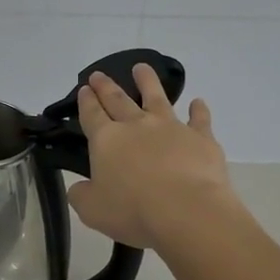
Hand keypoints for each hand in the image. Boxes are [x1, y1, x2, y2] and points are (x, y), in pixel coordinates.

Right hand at [67, 64, 237, 250]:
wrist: (188, 212)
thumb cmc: (133, 211)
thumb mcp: (92, 210)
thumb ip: (81, 195)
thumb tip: (78, 188)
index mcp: (106, 140)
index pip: (92, 114)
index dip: (86, 101)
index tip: (84, 89)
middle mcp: (136, 125)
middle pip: (118, 99)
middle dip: (106, 86)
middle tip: (99, 74)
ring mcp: (171, 128)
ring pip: (156, 97)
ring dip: (147, 81)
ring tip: (142, 68)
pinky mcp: (200, 138)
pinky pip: (199, 119)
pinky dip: (198, 110)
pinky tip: (198, 103)